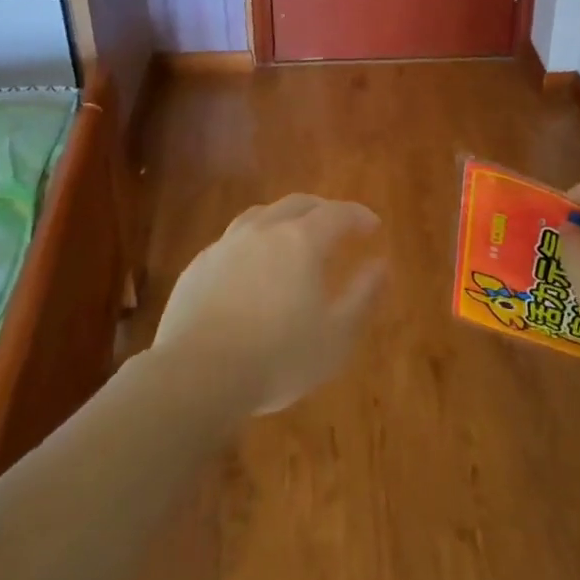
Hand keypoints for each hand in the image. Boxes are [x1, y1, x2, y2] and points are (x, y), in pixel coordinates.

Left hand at [153, 194, 386, 415]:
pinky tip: (251, 265)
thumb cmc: (278, 358)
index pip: (337, 213)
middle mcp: (264, 230)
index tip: (372, 226)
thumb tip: (380, 265)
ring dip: (284, 219)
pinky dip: (252, 242)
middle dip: (323, 209)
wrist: (198, 375)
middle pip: (298, 203)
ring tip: (292, 235)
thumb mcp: (337, 337)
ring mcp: (227, 244)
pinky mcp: (199, 265)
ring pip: (261, 215)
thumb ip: (363, 296)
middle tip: (337, 225)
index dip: (358, 215)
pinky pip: (233, 240)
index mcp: (301, 241)